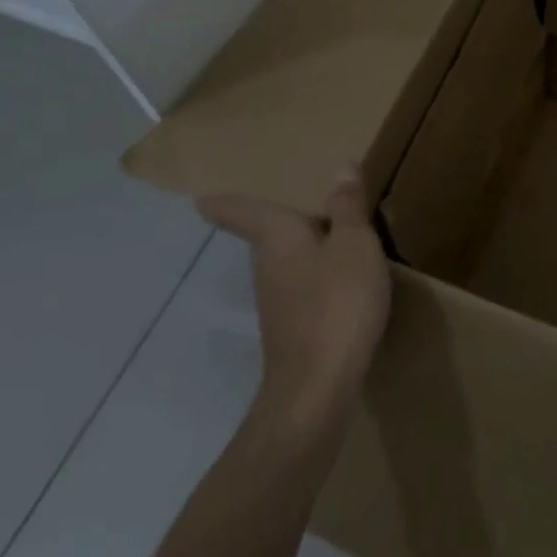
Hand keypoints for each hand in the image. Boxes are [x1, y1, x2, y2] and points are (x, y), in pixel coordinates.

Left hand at [198, 170, 391, 424]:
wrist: (318, 389)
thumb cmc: (336, 303)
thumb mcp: (355, 244)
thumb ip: (348, 207)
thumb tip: (340, 167)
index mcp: (277, 236)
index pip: (240, 212)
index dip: (222, 202)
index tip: (201, 196)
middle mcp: (267, 265)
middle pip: (266, 235)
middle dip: (277, 221)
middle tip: (297, 200)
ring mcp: (276, 301)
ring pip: (286, 262)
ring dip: (302, 248)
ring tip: (330, 234)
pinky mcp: (292, 329)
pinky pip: (302, 287)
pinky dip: (317, 277)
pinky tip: (340, 281)